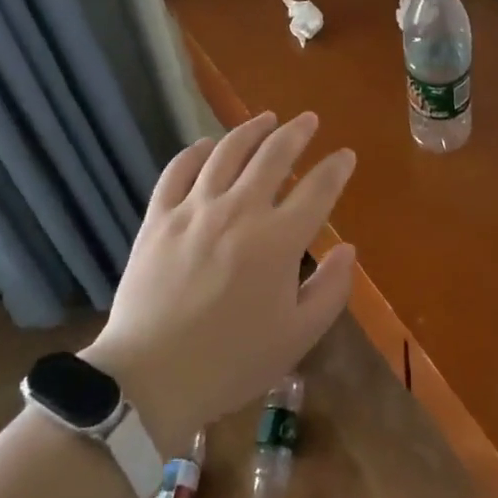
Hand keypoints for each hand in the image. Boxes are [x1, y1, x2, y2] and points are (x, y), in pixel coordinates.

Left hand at [81, 112, 356, 452]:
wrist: (150, 378)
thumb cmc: (231, 362)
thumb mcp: (297, 337)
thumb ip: (330, 290)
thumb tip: (347, 248)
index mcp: (278, 240)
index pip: (318, 189)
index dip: (336, 168)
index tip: (345, 156)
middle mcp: (239, 210)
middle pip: (274, 155)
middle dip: (297, 132)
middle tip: (309, 120)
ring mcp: (195, 209)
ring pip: (227, 151)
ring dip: (251, 129)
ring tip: (266, 118)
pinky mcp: (159, 217)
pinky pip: (178, 170)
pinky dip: (195, 151)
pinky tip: (207, 145)